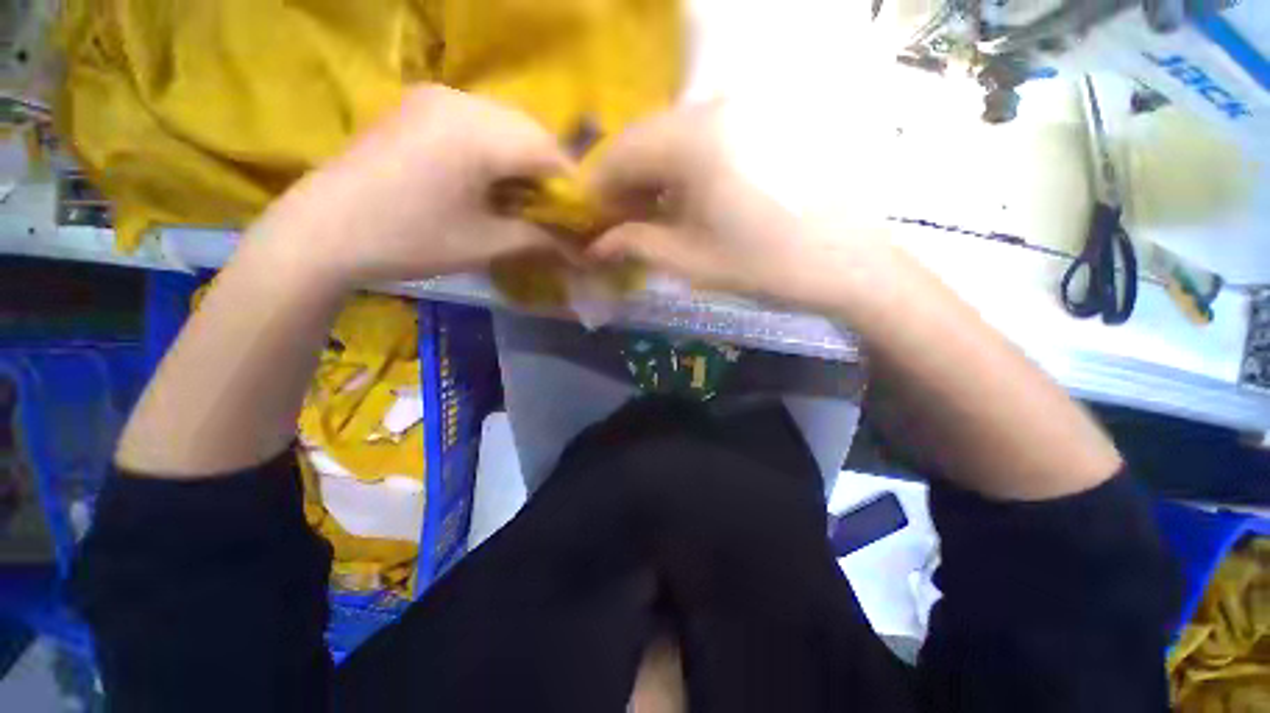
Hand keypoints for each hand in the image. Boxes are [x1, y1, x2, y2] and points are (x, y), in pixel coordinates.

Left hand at [253, 86, 572, 287]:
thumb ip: (539, 239)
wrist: (325, 230)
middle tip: (550, 208)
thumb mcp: (486, 245)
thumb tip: (578, 247)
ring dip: (523, 157)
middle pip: (530, 131)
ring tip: (521, 195)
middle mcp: (461, 101)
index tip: (577, 216)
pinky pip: (477, 119)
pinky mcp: (419, 104)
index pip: (550, 153)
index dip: (571, 186)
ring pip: (505, 122)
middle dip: (548, 170)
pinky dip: (495, 146)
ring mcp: (436, 97)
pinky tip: (488, 176)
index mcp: (479, 135)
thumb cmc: (412, 240)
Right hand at [587, 104, 892, 311]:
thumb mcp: (689, 260)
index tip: (591, 220)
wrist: (846, 264)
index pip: (620, 150)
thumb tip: (595, 245)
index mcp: (696, 140)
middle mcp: (718, 107)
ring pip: (673, 136)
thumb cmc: (764, 266)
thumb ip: (634, 244)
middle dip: (623, 182)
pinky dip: (682, 168)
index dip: (597, 187)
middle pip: (645, 137)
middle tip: (620, 223)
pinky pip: (704, 138)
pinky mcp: (763, 123)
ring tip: (651, 217)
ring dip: (652, 176)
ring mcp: (746, 110)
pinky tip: (685, 201)